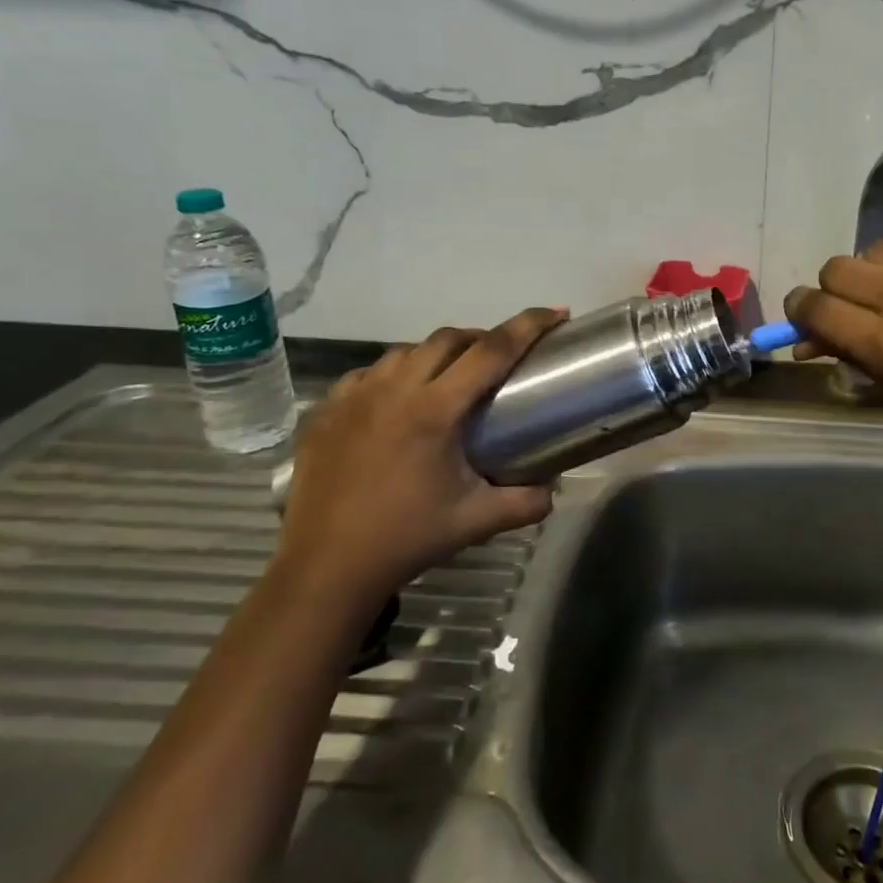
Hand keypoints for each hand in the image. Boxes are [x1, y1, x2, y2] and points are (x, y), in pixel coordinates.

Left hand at [276, 308, 565, 606]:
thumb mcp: (477, 521)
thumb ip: (526, 502)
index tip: (556, 313)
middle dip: (482, 338)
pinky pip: (369, 373)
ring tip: (450, 380)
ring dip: (437, 355)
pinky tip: (399, 401)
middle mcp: (393, 390)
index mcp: (434, 411)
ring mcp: (354, 396)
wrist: (326, 568)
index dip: (528, 326)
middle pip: (449, 338)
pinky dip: (395, 375)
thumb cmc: (406, 539)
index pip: (492, 351)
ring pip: (406, 351)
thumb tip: (554, 489)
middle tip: (501, 359)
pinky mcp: (326, 410)